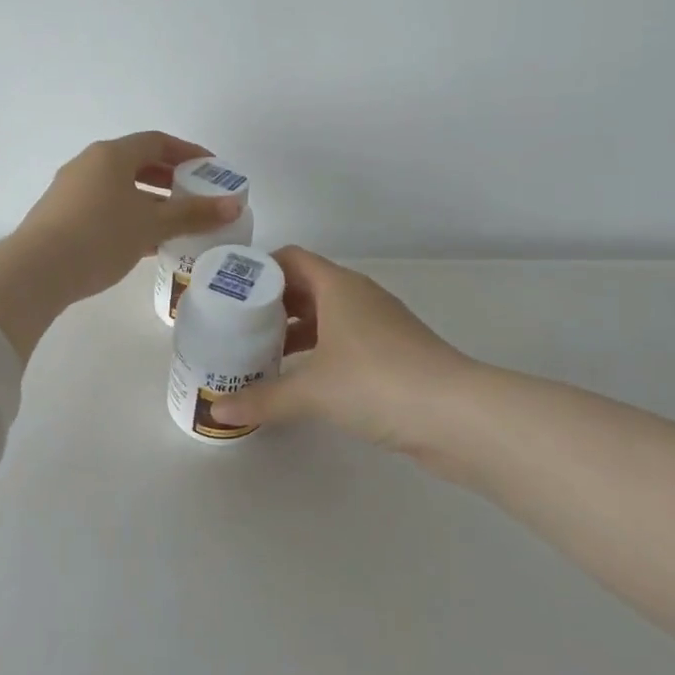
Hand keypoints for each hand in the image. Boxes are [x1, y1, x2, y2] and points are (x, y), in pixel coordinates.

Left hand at [0, 133, 244, 359]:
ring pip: (121, 187)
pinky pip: (105, 205)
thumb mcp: (152, 225)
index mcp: (112, 155)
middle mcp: (89, 164)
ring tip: (176, 222)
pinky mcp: (61, 215)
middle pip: (138, 162)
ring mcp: (71, 189)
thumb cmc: (100, 237)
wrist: (36, 271)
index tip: (212, 169)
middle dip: (170, 178)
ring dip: (151, 200)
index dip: (188, 152)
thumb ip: (193, 213)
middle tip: (197, 196)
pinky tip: (145, 241)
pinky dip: (130, 215)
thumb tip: (234, 205)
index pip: (157, 142)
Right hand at [206, 247, 476, 452]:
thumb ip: (263, 399)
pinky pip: (344, 342)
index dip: (259, 269)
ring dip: (295, 332)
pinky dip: (319, 353)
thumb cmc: (377, 382)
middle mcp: (359, 297)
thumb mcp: (312, 391)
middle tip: (237, 327)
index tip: (230, 292)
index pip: (291, 259)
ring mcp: (379, 326)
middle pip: (306, 287)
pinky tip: (301, 381)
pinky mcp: (393, 355)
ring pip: (326, 317)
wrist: (457, 415)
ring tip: (261, 355)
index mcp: (338, 287)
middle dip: (271, 305)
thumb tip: (217, 411)